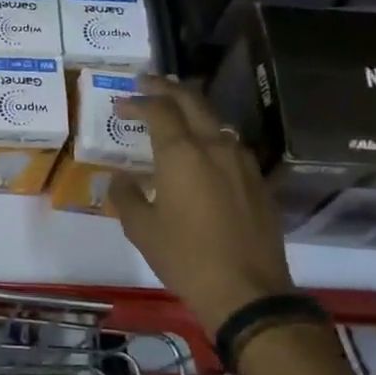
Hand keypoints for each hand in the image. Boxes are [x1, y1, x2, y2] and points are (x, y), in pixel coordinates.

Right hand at [111, 74, 294, 334]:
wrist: (247, 292)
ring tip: (174, 112)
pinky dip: (210, 136)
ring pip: (216, 121)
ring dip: (192, 110)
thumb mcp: (141, 228)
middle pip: (192, 101)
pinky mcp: (257, 181)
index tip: (121, 102)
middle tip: (147, 83)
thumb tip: (118, 178)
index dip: (138, 101)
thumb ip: (125, 195)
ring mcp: (242, 162)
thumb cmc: (185, 257)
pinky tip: (202, 151)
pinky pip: (230, 145)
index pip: (159, 109)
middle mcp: (214, 147)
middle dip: (167, 88)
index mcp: (181, 154)